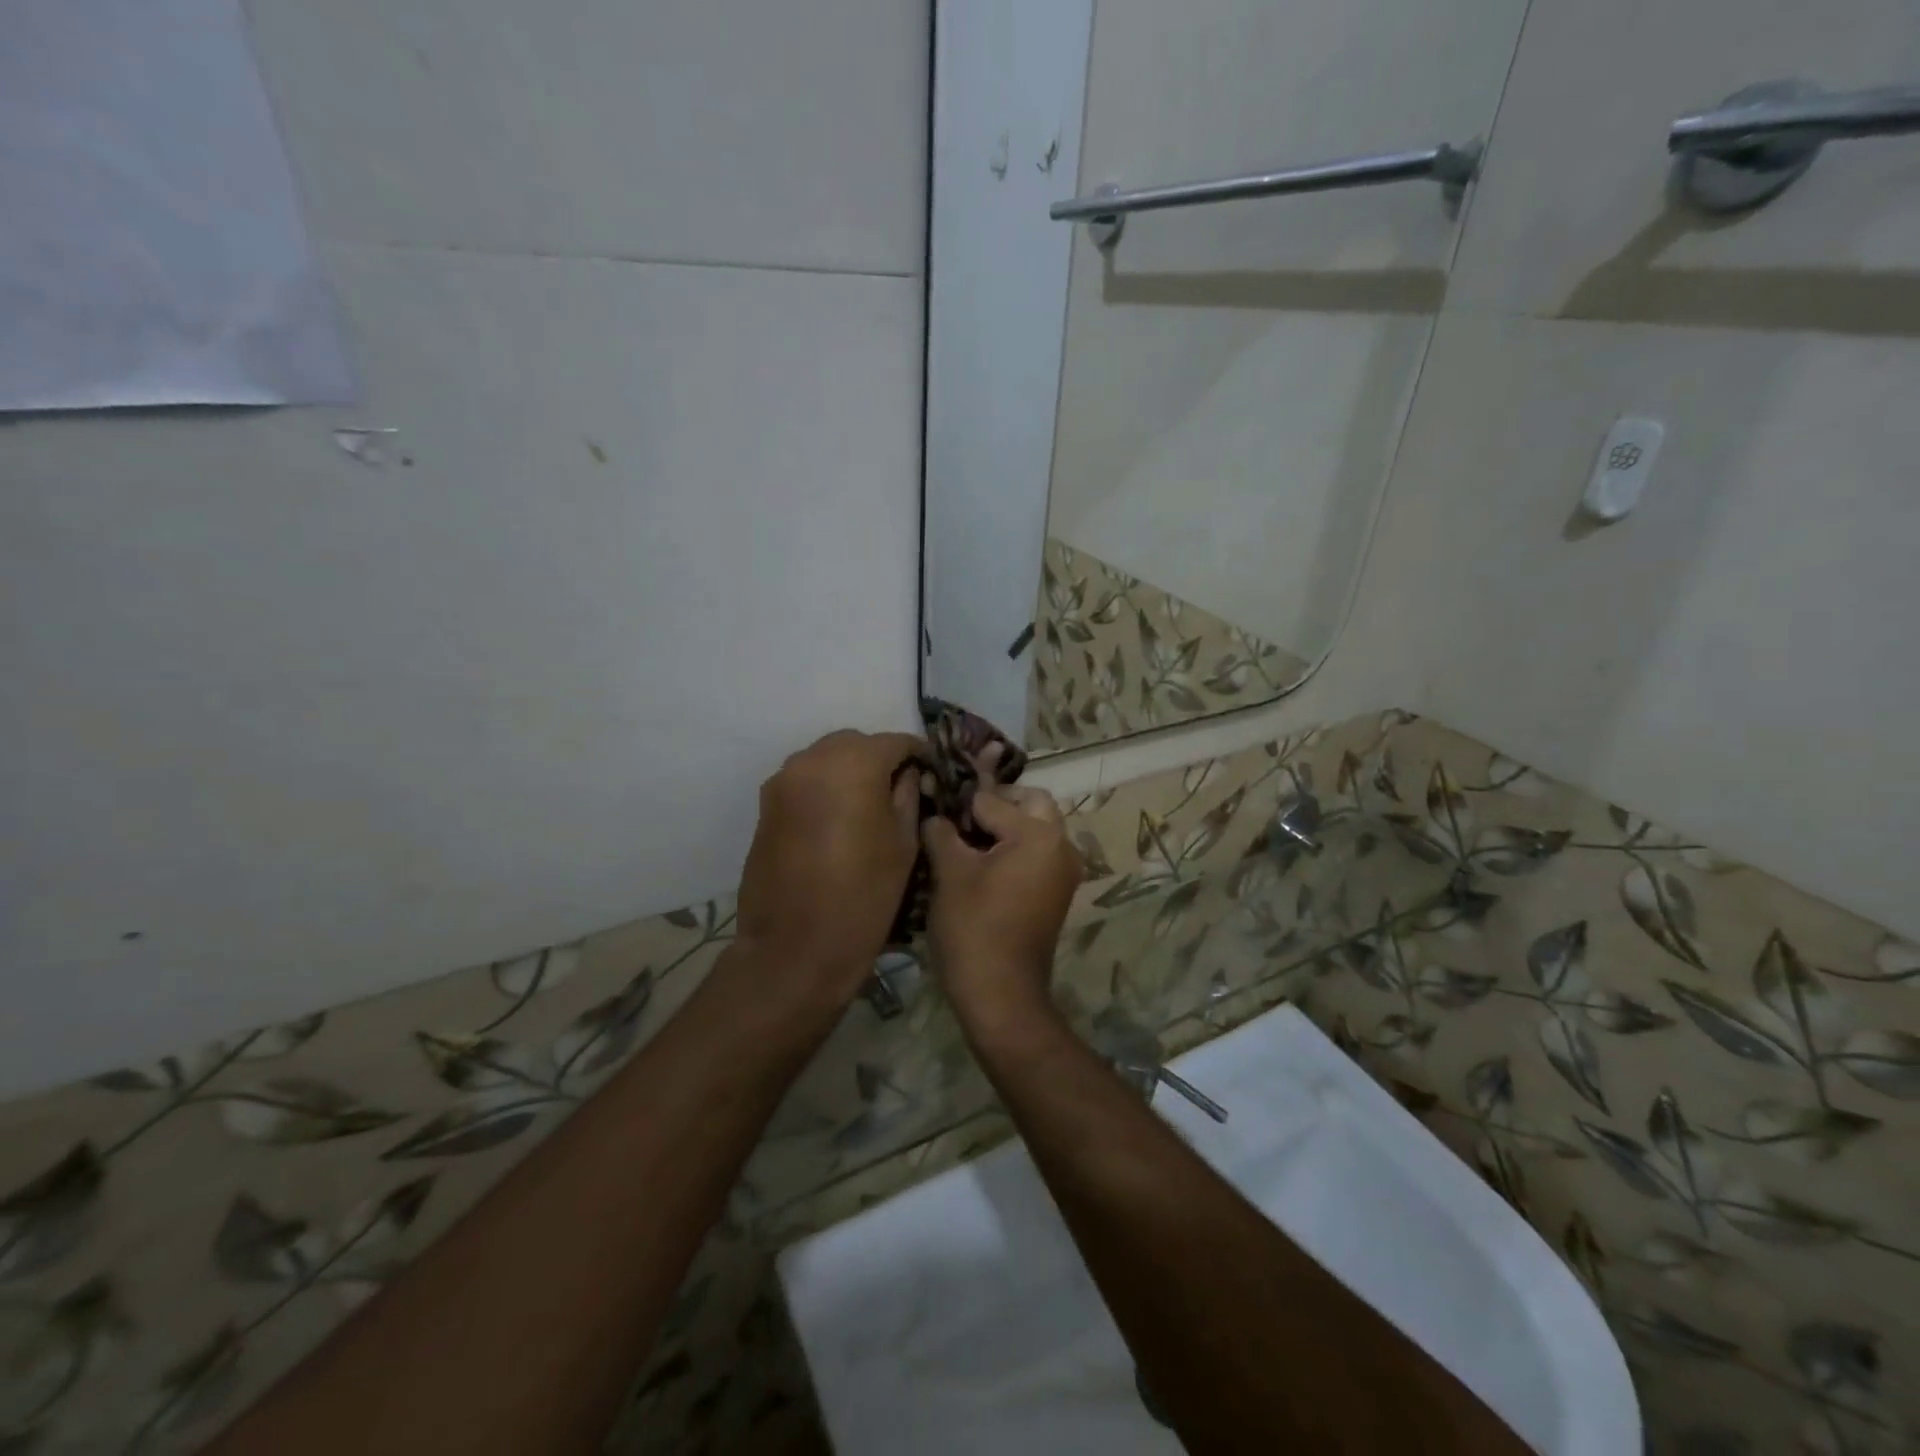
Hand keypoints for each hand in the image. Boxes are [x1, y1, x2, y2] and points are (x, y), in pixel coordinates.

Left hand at [736, 729, 923, 1004]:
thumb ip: (908, 796)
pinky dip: (825, 787)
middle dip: (879, 759)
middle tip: (899, 789)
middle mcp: (812, 760)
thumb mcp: (903, 845)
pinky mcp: (766, 805)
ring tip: (868, 804)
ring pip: (826, 758)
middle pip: (855, 744)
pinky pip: (804, 781)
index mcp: (853, 764)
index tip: (930, 772)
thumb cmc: (863, 897)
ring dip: (849, 770)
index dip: (917, 754)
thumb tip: (908, 774)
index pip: (894, 742)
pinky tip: (838, 818)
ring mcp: (783, 781)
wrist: (794, 948)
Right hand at [923, 786, 1081, 1030]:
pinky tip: (985, 867)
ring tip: (968, 845)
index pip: (993, 800)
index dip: (961, 806)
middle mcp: (1063, 844)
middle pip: (1030, 803)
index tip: (938, 814)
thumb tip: (936, 815)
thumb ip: (942, 832)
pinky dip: (1016, 850)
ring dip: (1007, 827)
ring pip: (1038, 828)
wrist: (1001, 994)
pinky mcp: (1060, 891)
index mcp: (1039, 833)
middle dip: (996, 806)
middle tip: (960, 822)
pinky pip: (1040, 853)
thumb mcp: (950, 873)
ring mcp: (1065, 870)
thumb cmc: (973, 927)